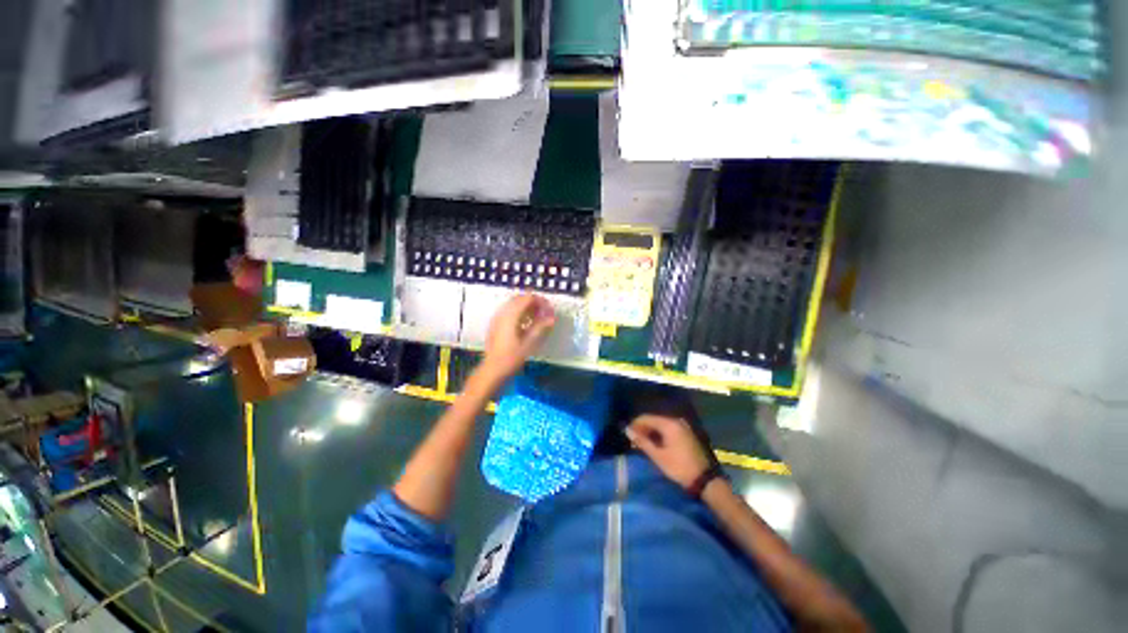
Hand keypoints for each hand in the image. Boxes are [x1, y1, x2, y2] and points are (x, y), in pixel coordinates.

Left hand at [482, 294, 556, 379]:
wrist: (493, 370)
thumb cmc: (512, 357)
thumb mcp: (529, 343)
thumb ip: (541, 327)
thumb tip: (552, 317)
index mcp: (511, 314)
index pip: (528, 298)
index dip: (541, 301)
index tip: (550, 310)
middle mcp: (503, 312)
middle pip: (520, 298)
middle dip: (534, 303)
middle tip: (545, 313)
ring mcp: (497, 318)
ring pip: (514, 304)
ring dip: (527, 308)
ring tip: (538, 319)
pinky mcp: (496, 324)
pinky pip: (509, 311)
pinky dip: (520, 313)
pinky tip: (526, 324)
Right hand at [625, 415, 713, 489]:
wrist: (704, 479)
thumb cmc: (679, 467)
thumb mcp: (658, 456)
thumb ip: (642, 441)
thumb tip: (627, 430)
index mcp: (669, 424)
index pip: (646, 418)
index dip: (635, 424)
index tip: (627, 434)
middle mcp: (676, 420)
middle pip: (653, 419)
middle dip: (642, 428)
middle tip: (634, 440)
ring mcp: (682, 426)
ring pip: (660, 424)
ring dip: (650, 431)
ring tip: (642, 442)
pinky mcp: (686, 433)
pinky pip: (668, 428)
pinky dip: (659, 433)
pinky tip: (655, 442)